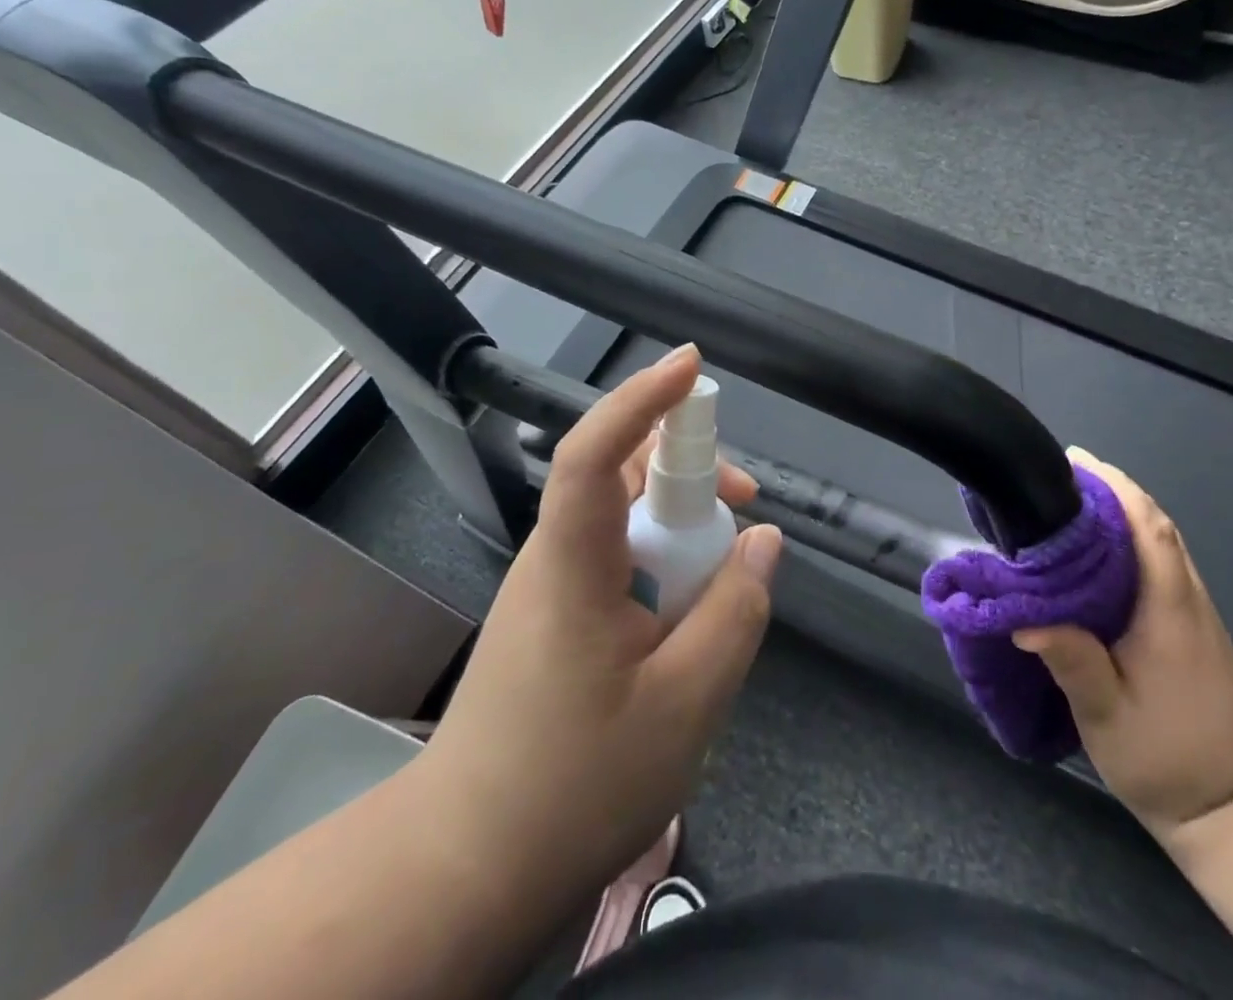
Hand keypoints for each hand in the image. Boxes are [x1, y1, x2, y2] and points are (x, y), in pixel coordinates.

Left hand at [415, 345, 782, 913]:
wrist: (469, 868)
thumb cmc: (575, 784)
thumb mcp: (685, 704)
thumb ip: (735, 612)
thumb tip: (763, 541)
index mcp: (574, 565)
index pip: (593, 454)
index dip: (641, 400)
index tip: (691, 365)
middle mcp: (555, 557)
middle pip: (619, 474)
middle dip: (687, 467)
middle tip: (746, 501)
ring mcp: (551, 585)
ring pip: (623, 516)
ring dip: (681, 520)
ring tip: (727, 568)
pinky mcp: (556, 613)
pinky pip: (618, 555)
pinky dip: (664, 558)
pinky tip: (690, 610)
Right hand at [1015, 448, 1232, 840]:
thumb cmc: (1170, 758)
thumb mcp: (1109, 717)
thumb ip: (1073, 664)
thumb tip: (1022, 620)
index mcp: (1168, 609)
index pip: (1149, 529)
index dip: (1114, 488)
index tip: (1075, 461)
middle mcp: (1185, 597)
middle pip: (1153, 523)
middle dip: (1109, 488)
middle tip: (1056, 473)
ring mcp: (1191, 609)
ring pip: (1157, 539)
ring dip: (1117, 509)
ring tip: (1065, 499)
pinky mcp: (1187, 623)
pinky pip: (1156, 560)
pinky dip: (1126, 536)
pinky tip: (1091, 548)